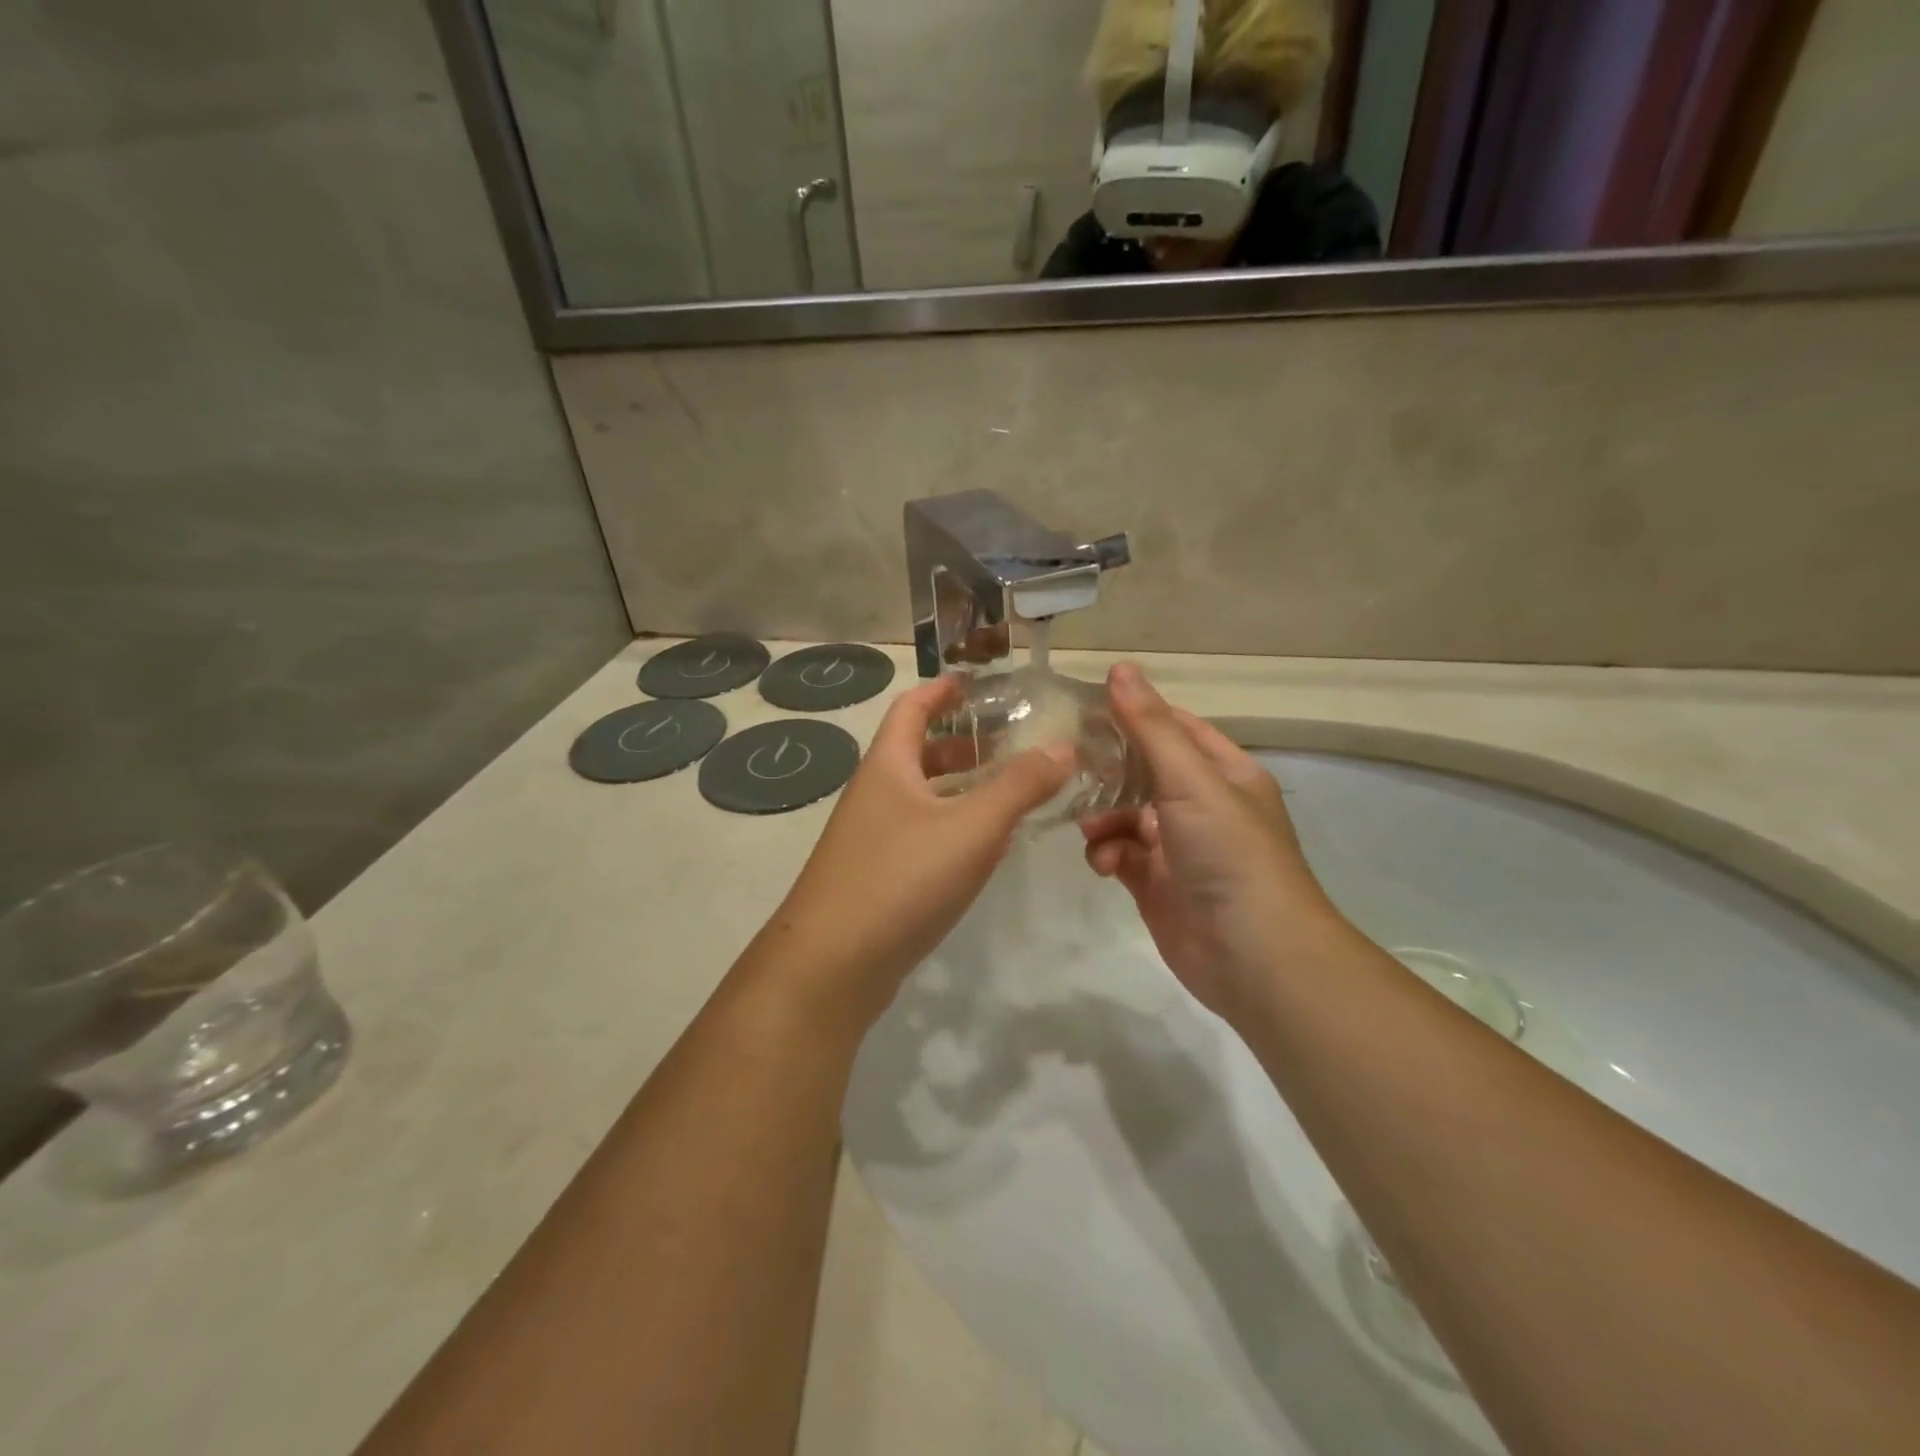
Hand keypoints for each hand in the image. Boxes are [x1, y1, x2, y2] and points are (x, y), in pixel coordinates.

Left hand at [761, 675, 1071, 1029]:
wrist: (831, 964)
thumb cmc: (901, 879)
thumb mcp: (972, 827)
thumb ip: (1019, 786)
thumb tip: (1062, 748)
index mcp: (887, 767)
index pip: (911, 708)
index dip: (941, 691)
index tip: (973, 682)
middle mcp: (874, 795)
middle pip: (915, 752)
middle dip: (958, 743)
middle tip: (1005, 741)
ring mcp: (870, 838)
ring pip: (919, 797)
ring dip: (957, 787)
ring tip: (1004, 789)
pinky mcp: (876, 876)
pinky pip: (919, 834)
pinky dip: (950, 826)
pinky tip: (980, 847)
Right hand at [1080, 664, 1345, 1021]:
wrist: (1253, 955)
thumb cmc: (1229, 853)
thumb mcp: (1191, 780)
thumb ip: (1151, 727)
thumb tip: (1119, 668)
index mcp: (1224, 773)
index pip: (1174, 728)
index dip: (1133, 713)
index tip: (1082, 707)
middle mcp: (1202, 804)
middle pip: (1143, 770)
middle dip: (1108, 769)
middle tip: (1067, 763)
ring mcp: (1177, 845)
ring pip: (1125, 814)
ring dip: (1103, 817)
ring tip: (1091, 828)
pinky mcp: (1155, 882)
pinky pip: (1119, 853)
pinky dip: (1106, 853)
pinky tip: (1104, 864)